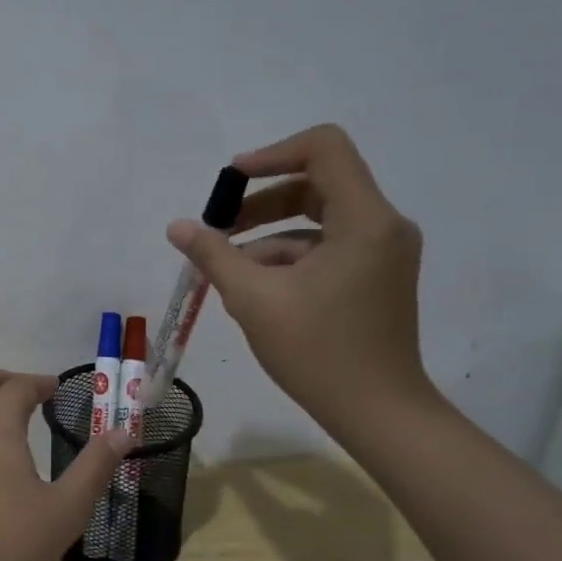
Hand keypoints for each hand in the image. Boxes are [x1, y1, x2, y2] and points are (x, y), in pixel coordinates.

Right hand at [166, 124, 431, 434]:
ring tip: (228, 272)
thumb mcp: (254, 300)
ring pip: (318, 220)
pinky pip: (328, 247)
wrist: (378, 413)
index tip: (232, 180)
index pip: (324, 147)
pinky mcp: (376, 275)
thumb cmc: (318, 353)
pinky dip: (290, 258)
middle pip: (317, 184)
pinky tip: (255, 290)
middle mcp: (382, 225)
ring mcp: (383, 252)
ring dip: (269, 237)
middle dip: (261, 203)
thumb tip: (178, 227)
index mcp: (364, 220)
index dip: (273, 154)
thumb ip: (213, 255)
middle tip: (219, 229)